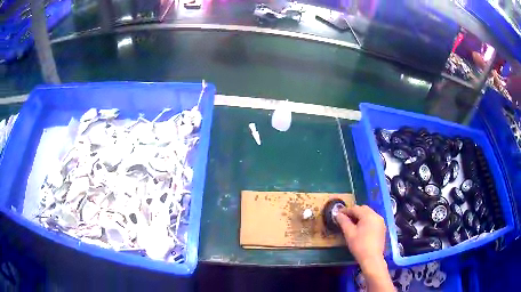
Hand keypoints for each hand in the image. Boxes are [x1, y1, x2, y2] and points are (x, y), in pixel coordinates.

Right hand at [336, 205, 386, 268]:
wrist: (372, 258)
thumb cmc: (359, 245)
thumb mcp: (349, 233)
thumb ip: (343, 222)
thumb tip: (338, 214)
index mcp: (368, 215)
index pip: (355, 208)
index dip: (346, 210)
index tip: (338, 214)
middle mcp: (376, 215)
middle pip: (363, 209)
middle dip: (354, 212)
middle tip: (345, 218)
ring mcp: (380, 222)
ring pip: (369, 214)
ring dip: (360, 216)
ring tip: (352, 223)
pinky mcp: (382, 228)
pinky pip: (373, 220)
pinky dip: (366, 221)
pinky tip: (361, 228)